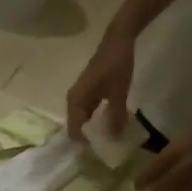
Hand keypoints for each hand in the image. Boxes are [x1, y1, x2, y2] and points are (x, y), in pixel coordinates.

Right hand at [65, 26, 136, 142]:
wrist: (117, 39)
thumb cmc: (116, 65)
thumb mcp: (119, 91)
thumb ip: (116, 115)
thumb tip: (114, 137)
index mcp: (75, 102)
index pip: (75, 132)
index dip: (86, 144)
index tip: (101, 152)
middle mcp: (72, 102)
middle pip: (76, 128)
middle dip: (89, 138)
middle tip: (106, 147)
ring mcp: (78, 97)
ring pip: (82, 120)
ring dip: (93, 129)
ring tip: (108, 137)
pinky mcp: (86, 93)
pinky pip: (87, 113)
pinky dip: (96, 120)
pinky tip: (109, 122)